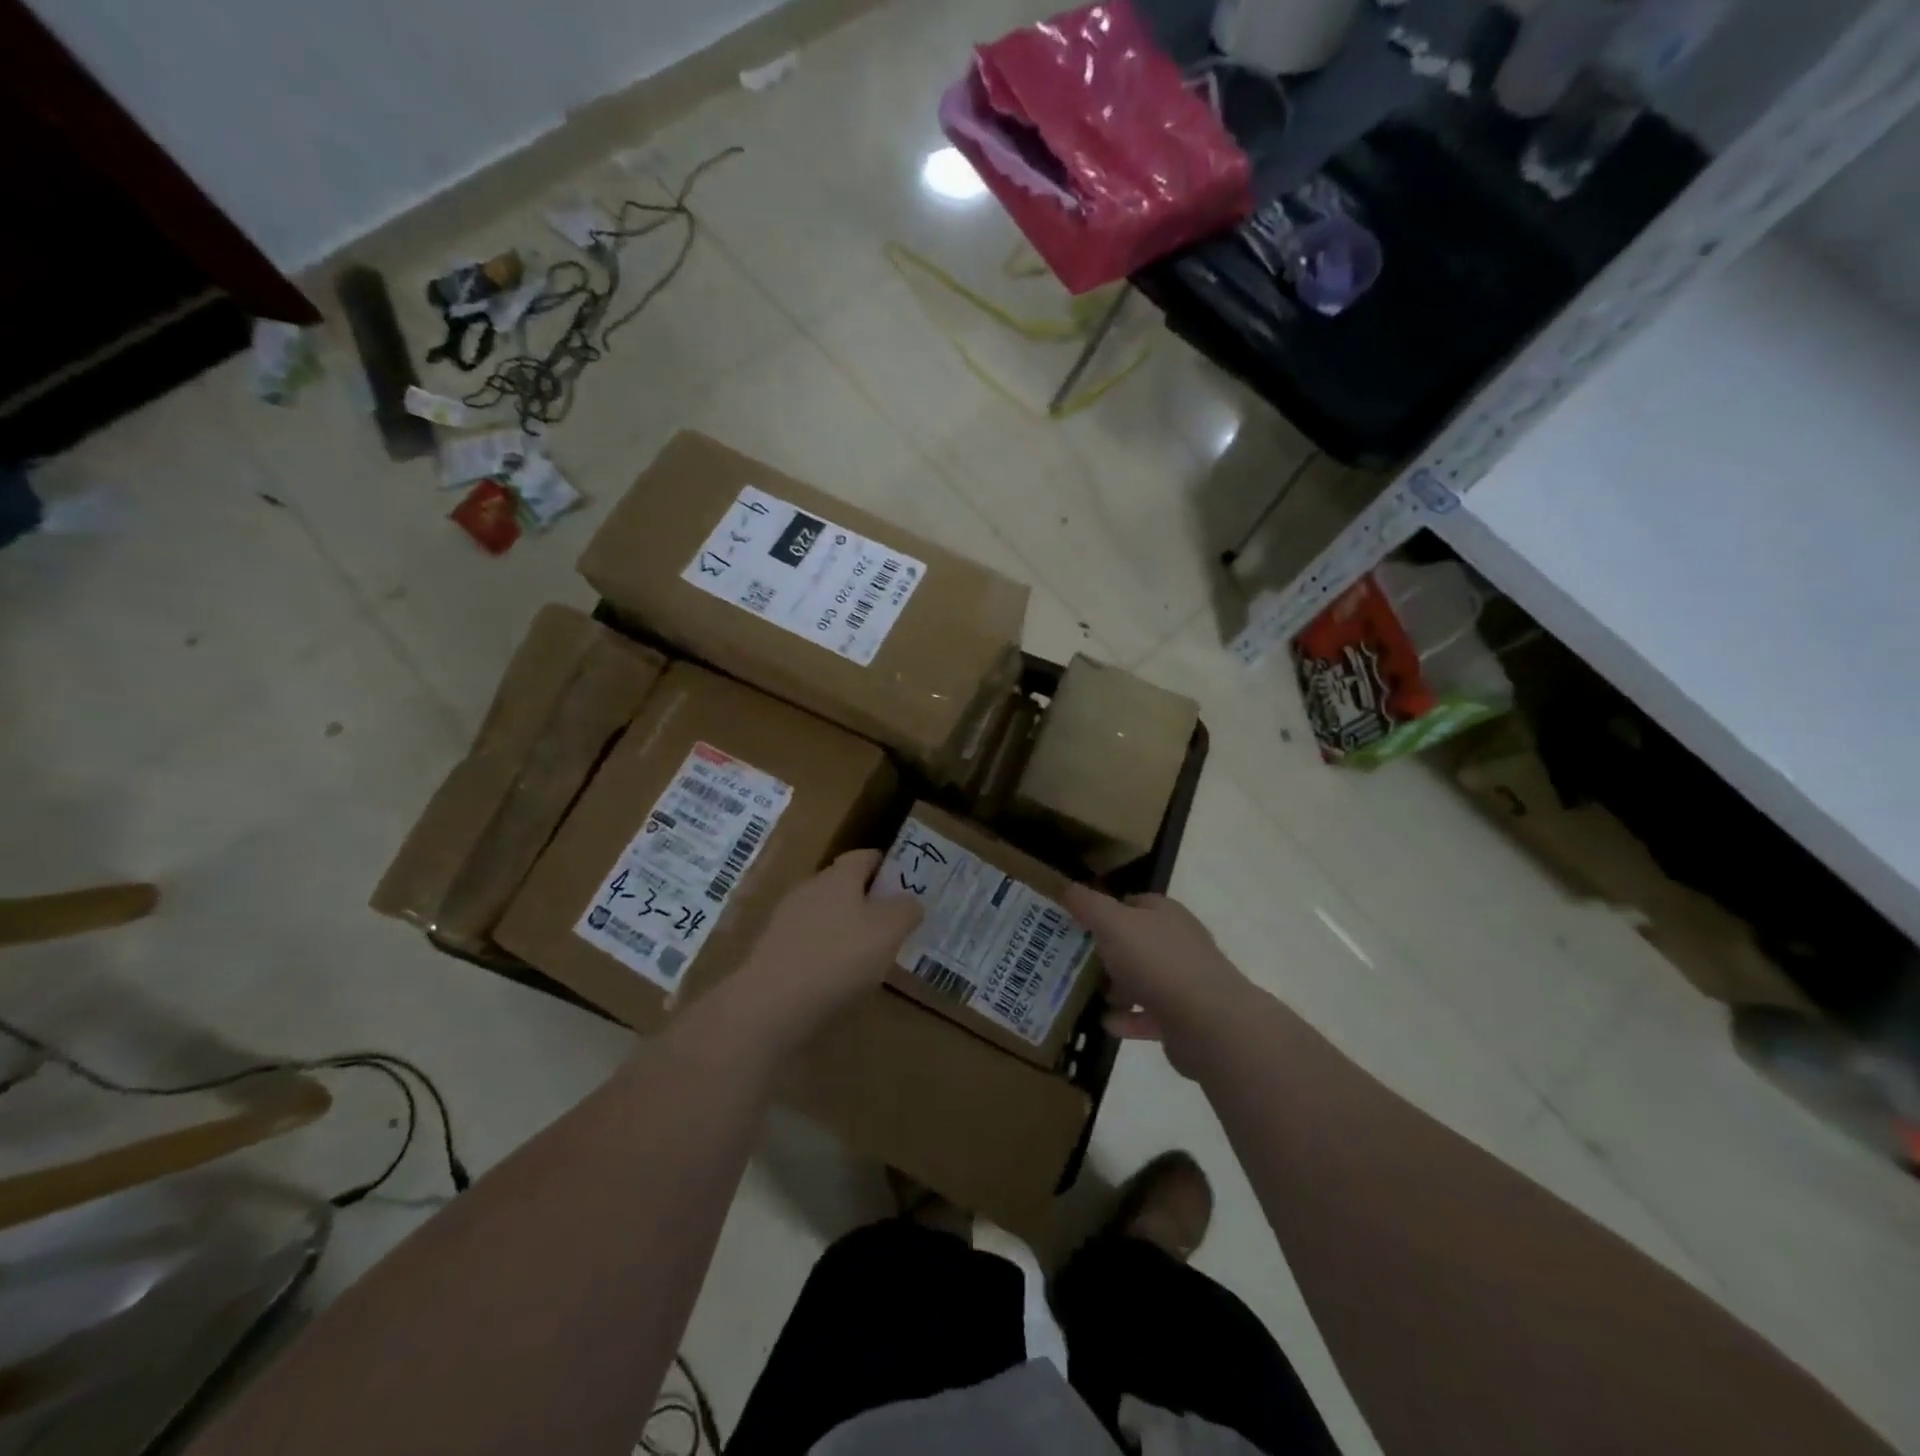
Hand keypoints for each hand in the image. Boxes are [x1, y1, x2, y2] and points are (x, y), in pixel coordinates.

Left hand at [732, 850, 922, 1043]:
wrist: (770, 1006)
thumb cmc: (838, 958)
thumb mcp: (889, 931)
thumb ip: (905, 910)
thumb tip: (910, 901)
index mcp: (838, 877)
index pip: (864, 856)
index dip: (886, 866)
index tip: (906, 884)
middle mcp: (809, 890)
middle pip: (842, 886)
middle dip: (867, 900)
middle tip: (892, 924)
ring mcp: (785, 922)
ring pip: (824, 916)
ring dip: (845, 929)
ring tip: (869, 957)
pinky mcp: (773, 953)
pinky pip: (808, 944)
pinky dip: (826, 954)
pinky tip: (837, 979)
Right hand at [1063, 887, 1253, 1078]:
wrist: (1208, 1021)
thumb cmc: (1156, 960)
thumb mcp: (1112, 923)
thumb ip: (1088, 904)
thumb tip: (1067, 887)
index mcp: (1165, 914)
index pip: (1133, 903)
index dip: (1105, 910)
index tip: (1076, 923)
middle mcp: (1178, 943)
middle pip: (1136, 942)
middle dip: (1107, 952)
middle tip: (1074, 961)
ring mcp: (1184, 982)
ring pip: (1143, 980)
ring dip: (1117, 989)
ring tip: (1086, 995)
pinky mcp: (1184, 1019)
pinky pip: (1149, 1016)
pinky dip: (1128, 1020)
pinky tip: (1106, 1024)